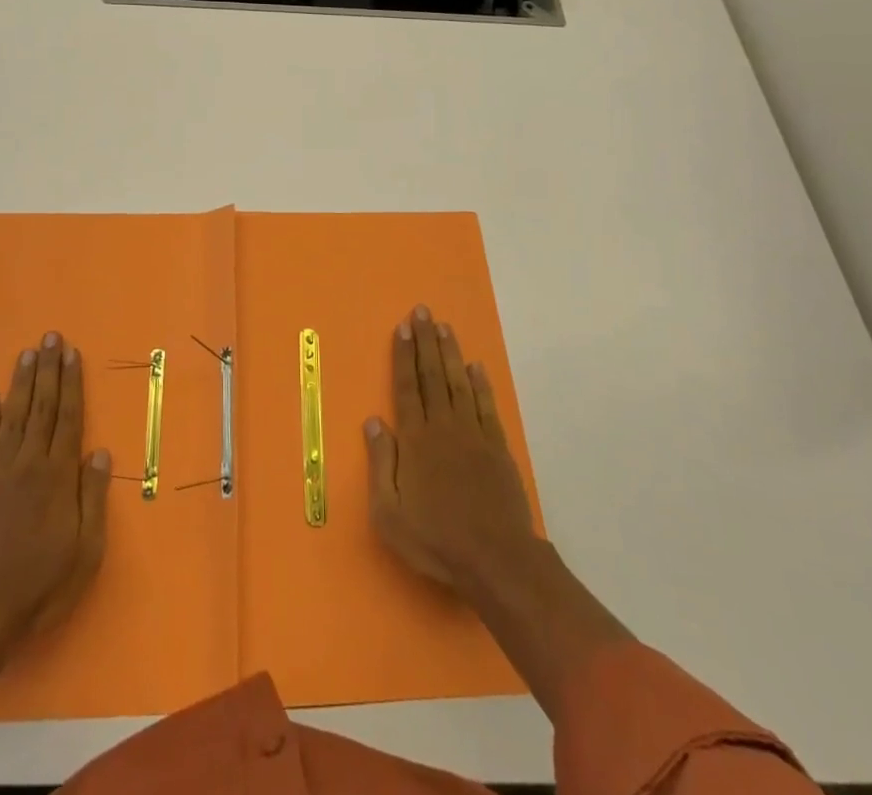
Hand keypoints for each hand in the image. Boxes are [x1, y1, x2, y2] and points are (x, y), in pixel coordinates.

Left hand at [0, 331, 111, 644]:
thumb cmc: (41, 585)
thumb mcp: (85, 550)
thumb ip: (92, 498)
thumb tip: (100, 452)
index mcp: (58, 476)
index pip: (68, 417)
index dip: (71, 383)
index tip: (72, 353)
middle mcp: (29, 464)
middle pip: (42, 407)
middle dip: (48, 370)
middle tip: (50, 337)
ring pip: (14, 417)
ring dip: (21, 383)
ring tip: (26, 353)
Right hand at [364, 304, 541, 594]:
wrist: (496, 560)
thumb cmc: (436, 539)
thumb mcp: (390, 513)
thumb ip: (381, 463)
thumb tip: (374, 421)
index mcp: (416, 440)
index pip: (407, 387)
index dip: (403, 355)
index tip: (402, 328)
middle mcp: (444, 426)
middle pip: (432, 375)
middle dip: (425, 341)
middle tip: (422, 311)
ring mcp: (474, 434)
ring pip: (459, 382)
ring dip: (450, 352)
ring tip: (444, 326)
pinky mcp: (497, 447)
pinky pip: (486, 405)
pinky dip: (480, 383)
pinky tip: (475, 366)